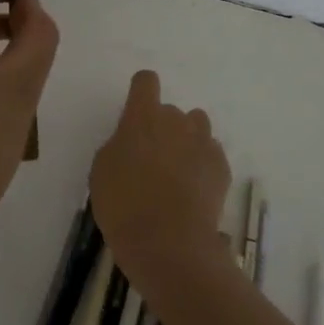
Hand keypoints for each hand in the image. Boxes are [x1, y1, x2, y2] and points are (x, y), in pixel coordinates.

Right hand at [90, 70, 231, 288]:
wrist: (168, 243)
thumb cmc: (123, 205)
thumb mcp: (102, 170)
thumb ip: (119, 144)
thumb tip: (133, 141)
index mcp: (142, 117)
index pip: (145, 81)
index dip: (140, 92)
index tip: (135, 110)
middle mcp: (176, 121)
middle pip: (170, 110)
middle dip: (161, 127)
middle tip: (151, 159)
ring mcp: (203, 142)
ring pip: (197, 125)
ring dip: (186, 139)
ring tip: (176, 170)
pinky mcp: (221, 166)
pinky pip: (210, 153)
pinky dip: (202, 164)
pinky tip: (192, 189)